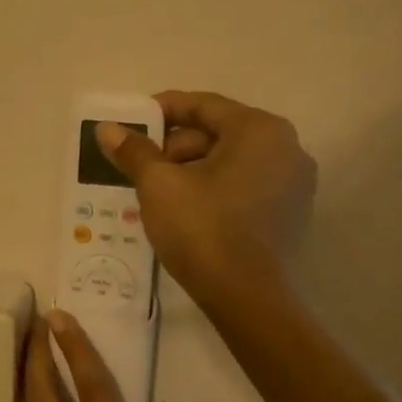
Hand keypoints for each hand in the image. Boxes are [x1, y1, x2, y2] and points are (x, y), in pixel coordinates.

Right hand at [95, 90, 315, 306]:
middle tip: (140, 164)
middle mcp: (287, 147)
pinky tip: (185, 208)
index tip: (131, 123)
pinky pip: (245, 185)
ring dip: (192, 168)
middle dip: (175, 145)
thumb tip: (107, 129)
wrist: (244, 296)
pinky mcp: (290, 213)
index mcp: (259, 130)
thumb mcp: (158, 184)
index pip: (203, 105)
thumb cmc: (202, 227)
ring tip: (156, 189)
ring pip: (231, 161)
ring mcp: (294, 183)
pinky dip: (215, 188)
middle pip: (219, 132)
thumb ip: (134, 151)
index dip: (162, 110)